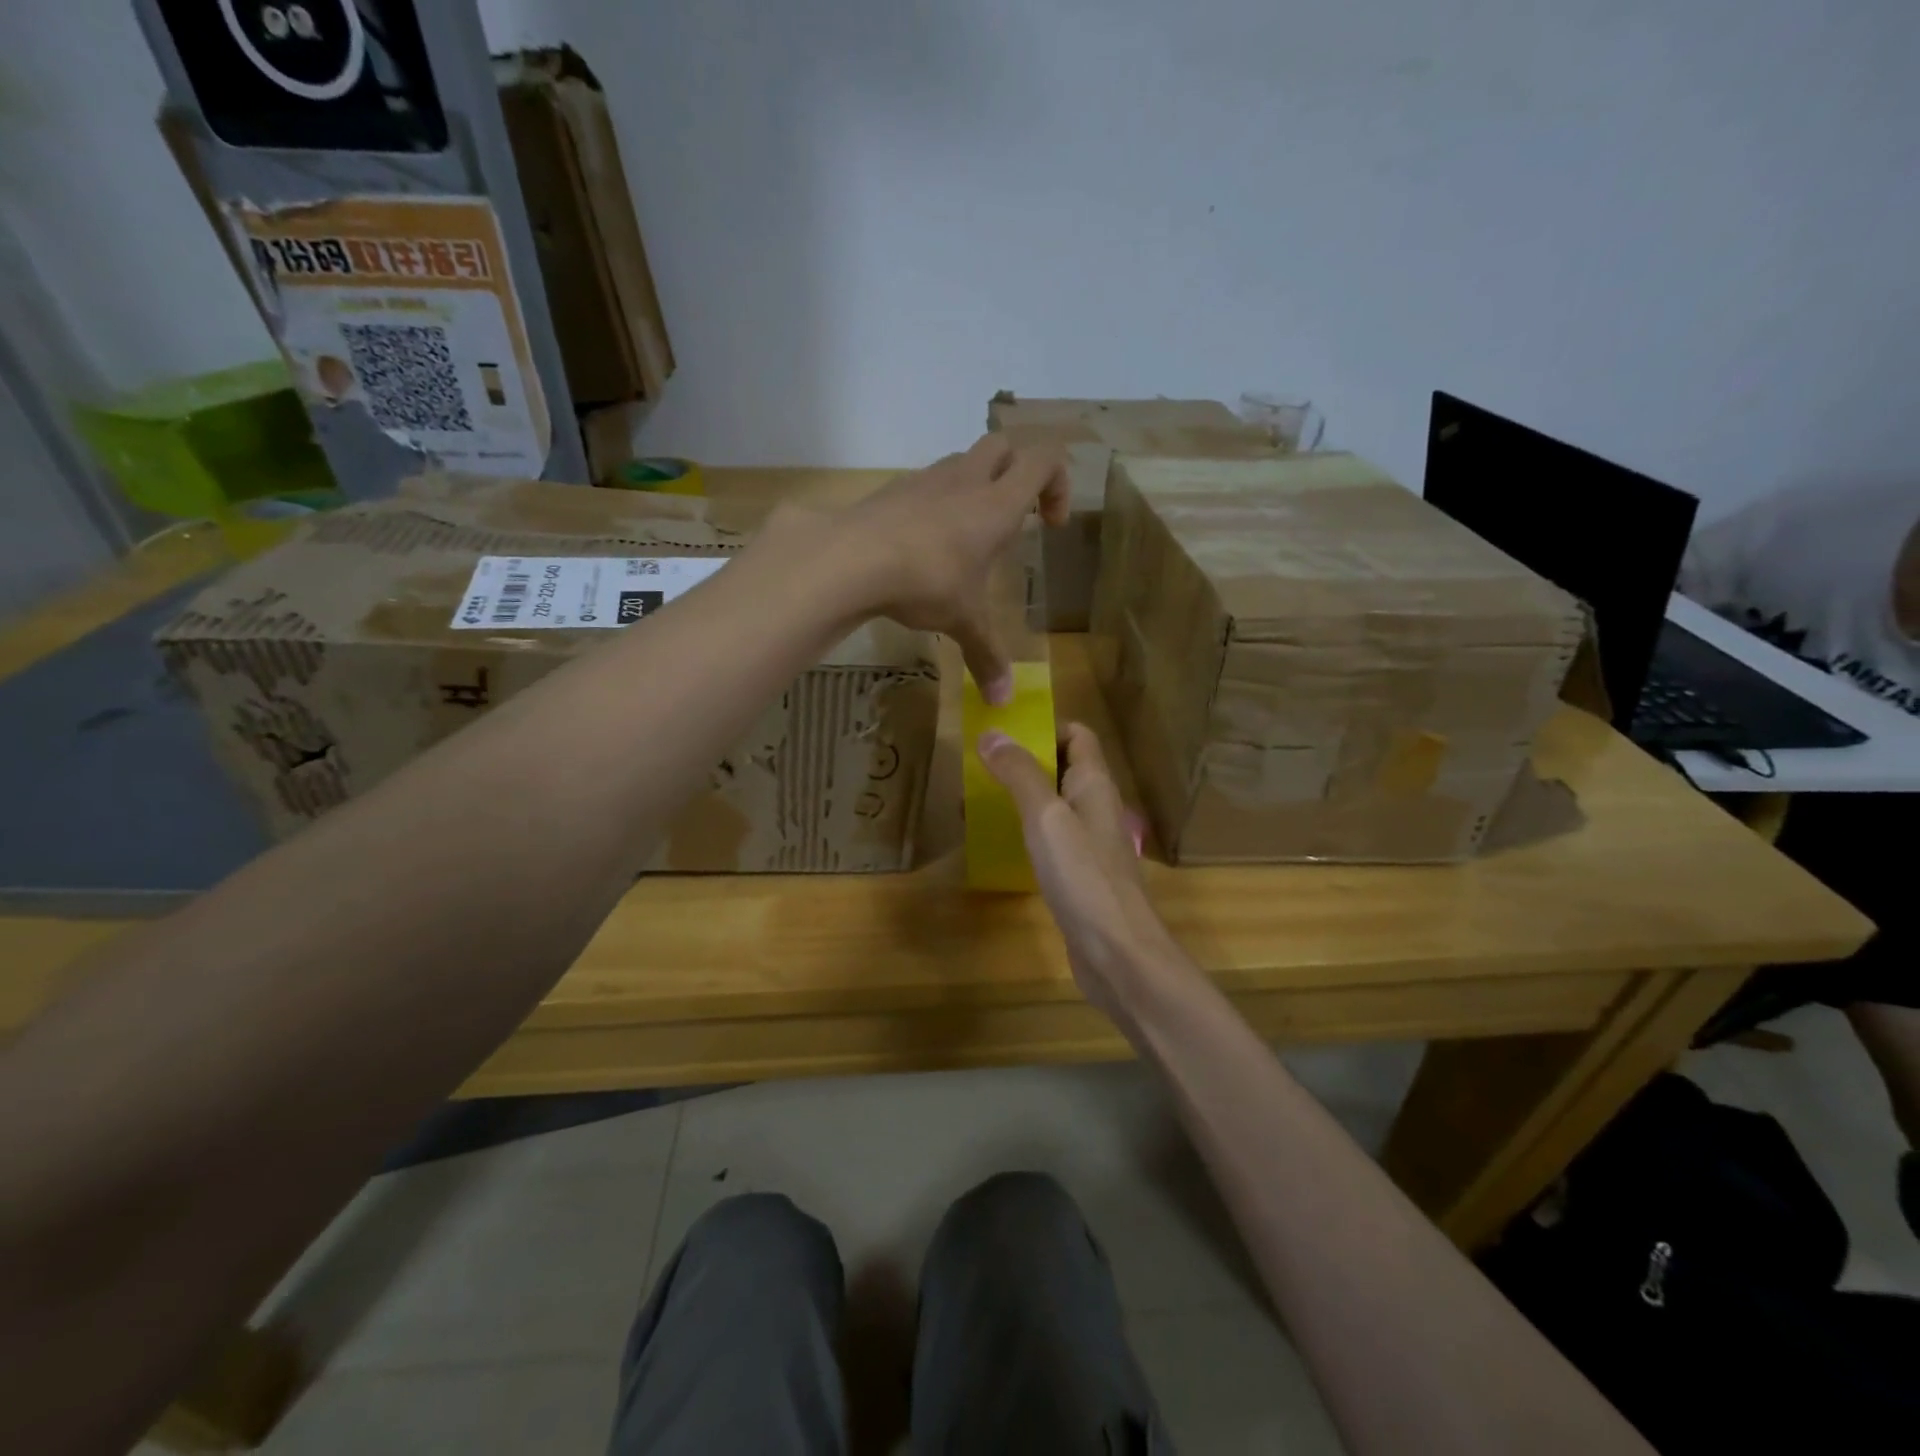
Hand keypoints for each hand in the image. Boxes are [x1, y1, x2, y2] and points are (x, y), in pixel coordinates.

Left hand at [839, 435, 1068, 701]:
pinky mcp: (891, 491)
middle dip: (1018, 472)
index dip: (1058, 483)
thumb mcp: (964, 621)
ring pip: (962, 461)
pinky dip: (935, 503)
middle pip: (1005, 445)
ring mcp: (925, 480)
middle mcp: (965, 480)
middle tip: (1016, 516)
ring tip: (967, 536)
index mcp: (997, 504)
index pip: (1044, 459)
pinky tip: (923, 546)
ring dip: (975, 485)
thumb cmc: (926, 581)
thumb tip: (1002, 701)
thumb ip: (986, 656)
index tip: (1050, 524)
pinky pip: (925, 484)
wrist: (850, 557)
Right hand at [978, 721, 1187, 1022]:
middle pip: (1063, 768)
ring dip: (1020, 798)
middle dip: (1023, 762)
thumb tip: (992, 733)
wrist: (1118, 954)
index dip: (1044, 726)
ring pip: (1054, 805)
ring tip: (976, 803)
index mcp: (1095, 784)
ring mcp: (1091, 844)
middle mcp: (1096, 807)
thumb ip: (1020, 774)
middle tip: (977, 768)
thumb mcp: (1045, 817)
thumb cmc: (1083, 877)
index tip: (1002, 733)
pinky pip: (1052, 840)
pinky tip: (999, 844)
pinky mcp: (1081, 876)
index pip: (1077, 734)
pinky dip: (1025, 833)